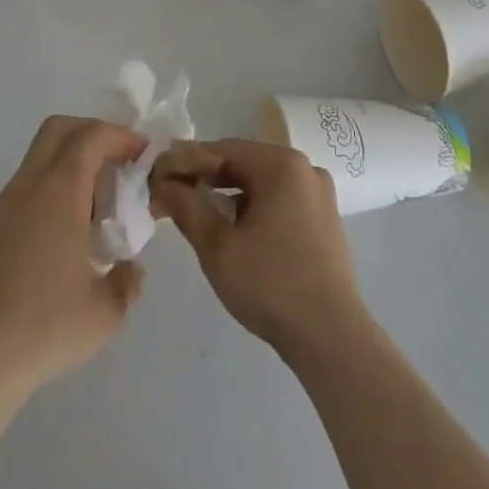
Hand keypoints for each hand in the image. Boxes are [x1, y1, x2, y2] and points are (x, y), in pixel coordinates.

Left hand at [0, 116, 147, 402]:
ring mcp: (1, 207)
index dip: (121, 136)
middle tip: (117, 163)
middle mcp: (27, 186)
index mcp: (59, 191)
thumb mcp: (104, 314)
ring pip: (38, 159)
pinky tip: (60, 239)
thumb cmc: (44, 329)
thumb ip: (126, 283)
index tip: (142, 154)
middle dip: (92, 133)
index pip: (92, 136)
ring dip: (70, 164)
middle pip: (59, 130)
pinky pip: (23, 190)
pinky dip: (49, 191)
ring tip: (92, 210)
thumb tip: (131, 272)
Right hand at [152, 138, 367, 358]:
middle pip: (243, 162)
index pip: (222, 149)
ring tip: (196, 211)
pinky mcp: (324, 218)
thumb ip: (186, 206)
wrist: (332, 339)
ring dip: (228, 193)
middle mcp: (304, 168)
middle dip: (206, 177)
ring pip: (261, 181)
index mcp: (281, 164)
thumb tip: (162, 182)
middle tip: (170, 194)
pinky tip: (233, 228)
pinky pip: (279, 198)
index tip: (156, 176)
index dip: (185, 161)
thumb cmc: (271, 286)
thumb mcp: (217, 247)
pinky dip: (253, 206)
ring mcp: (318, 193)